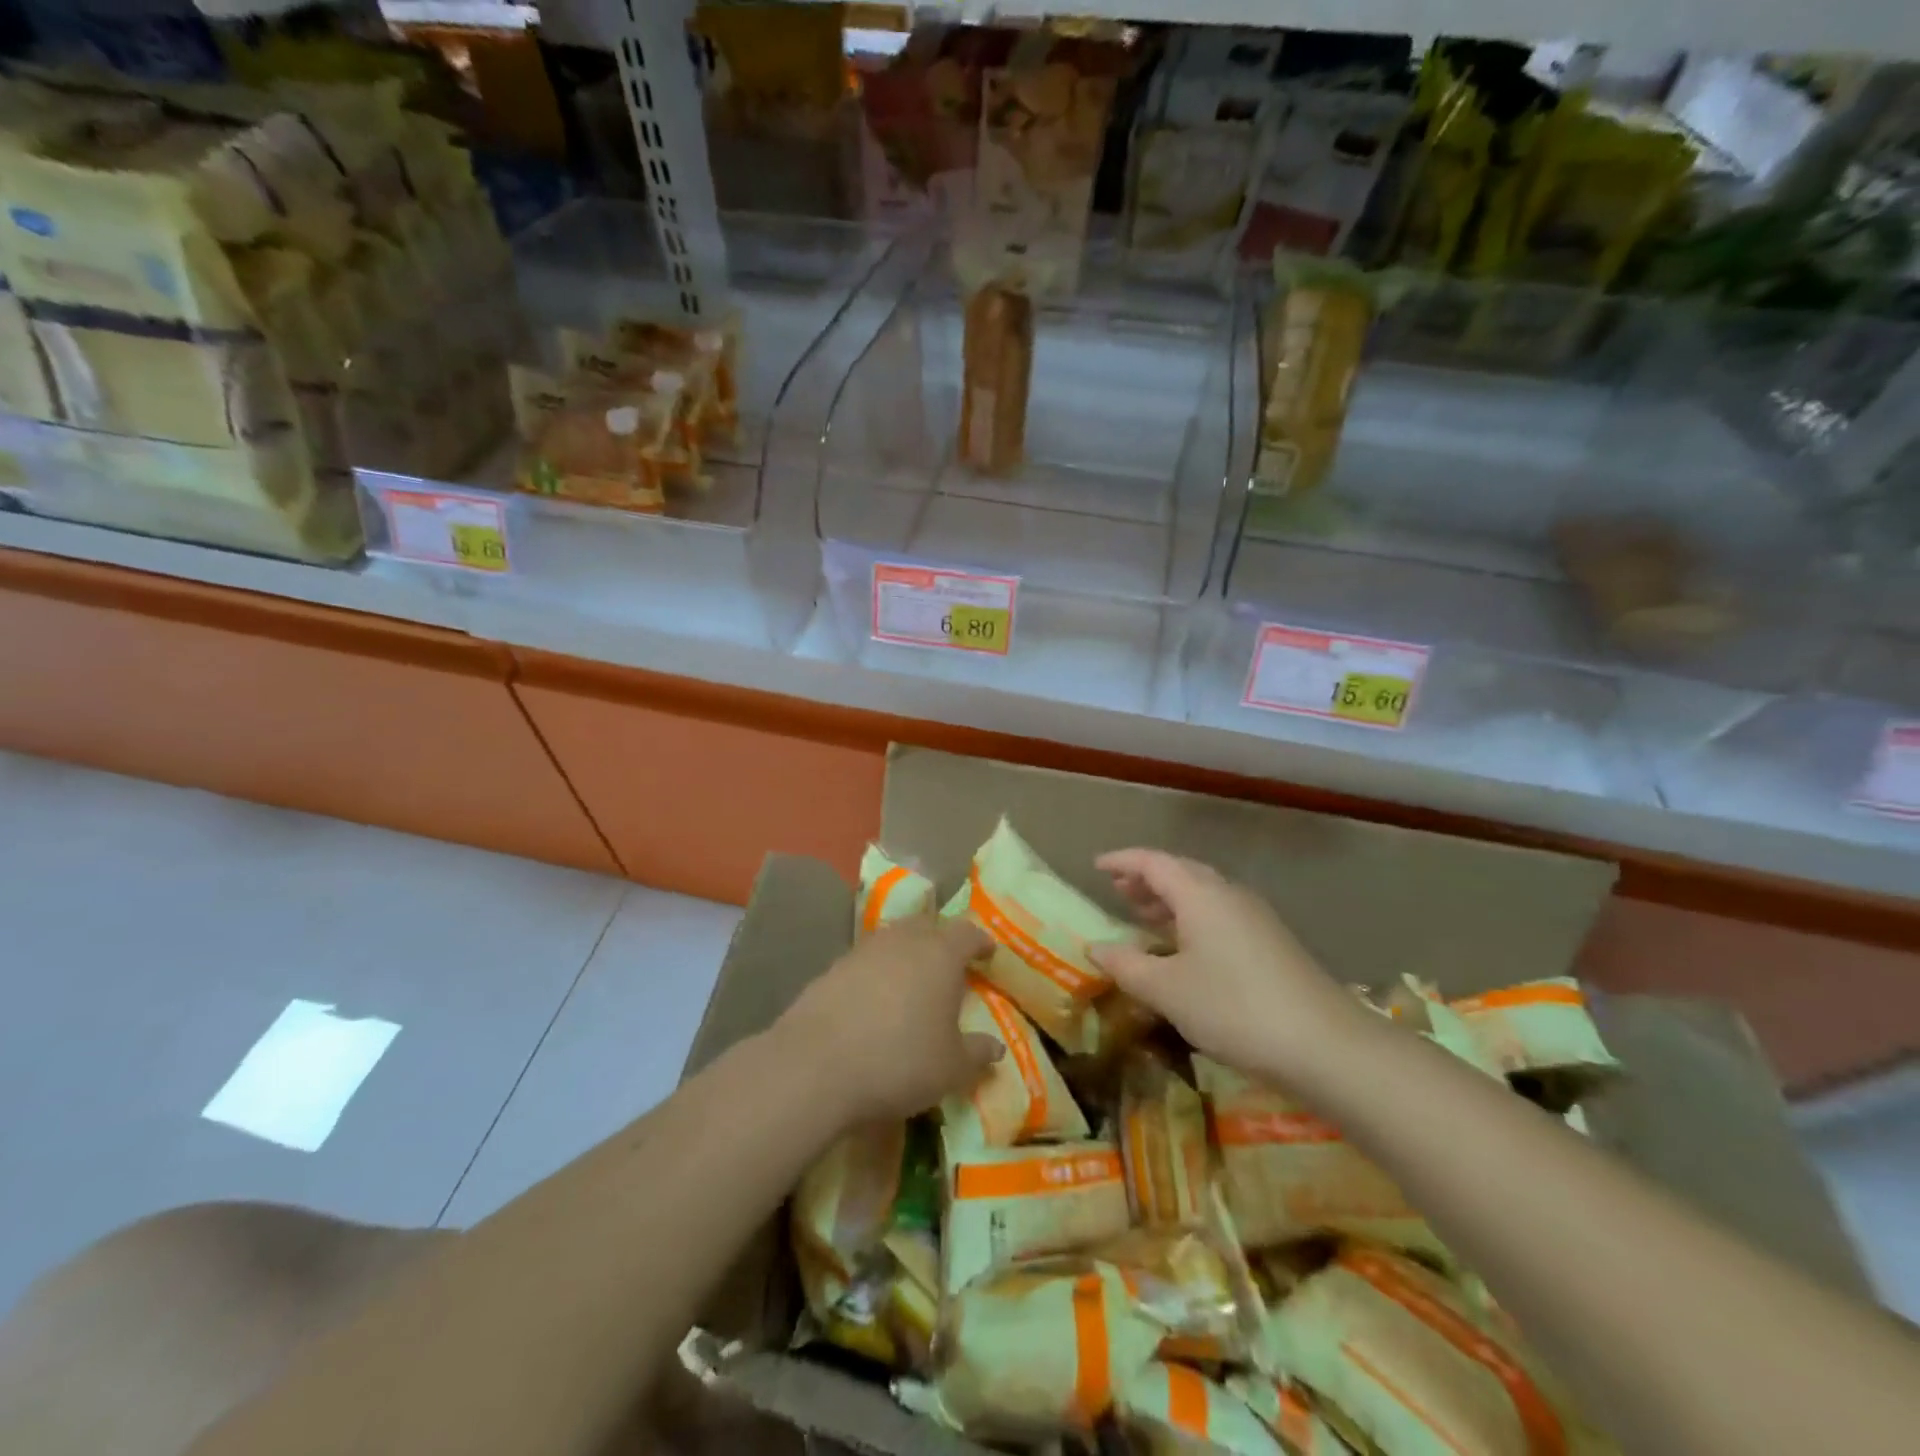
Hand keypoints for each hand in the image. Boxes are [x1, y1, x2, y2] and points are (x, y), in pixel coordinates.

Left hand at [775, 914, 1001, 1123]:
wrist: (816, 1065)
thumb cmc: (900, 1060)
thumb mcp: (951, 1068)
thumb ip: (977, 1053)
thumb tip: (996, 1048)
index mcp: (940, 953)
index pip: (967, 933)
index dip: (980, 942)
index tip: (988, 953)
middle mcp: (903, 940)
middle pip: (927, 926)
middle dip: (941, 940)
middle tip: (950, 964)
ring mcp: (864, 950)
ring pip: (894, 940)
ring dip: (906, 954)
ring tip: (912, 981)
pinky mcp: (833, 968)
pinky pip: (866, 961)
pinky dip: (877, 973)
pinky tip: (875, 1000)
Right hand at [1087, 849, 1372, 1085]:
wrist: (1325, 1045)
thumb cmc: (1233, 1008)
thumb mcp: (1167, 990)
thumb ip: (1126, 965)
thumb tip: (1095, 947)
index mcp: (1200, 894)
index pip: (1153, 862)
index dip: (1122, 861)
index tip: (1096, 866)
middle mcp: (1228, 895)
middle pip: (1181, 873)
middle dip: (1146, 879)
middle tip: (1117, 890)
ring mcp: (1255, 918)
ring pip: (1203, 895)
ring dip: (1170, 900)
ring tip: (1143, 915)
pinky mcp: (1271, 943)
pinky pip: (1219, 915)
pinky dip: (1191, 919)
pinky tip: (1184, 948)